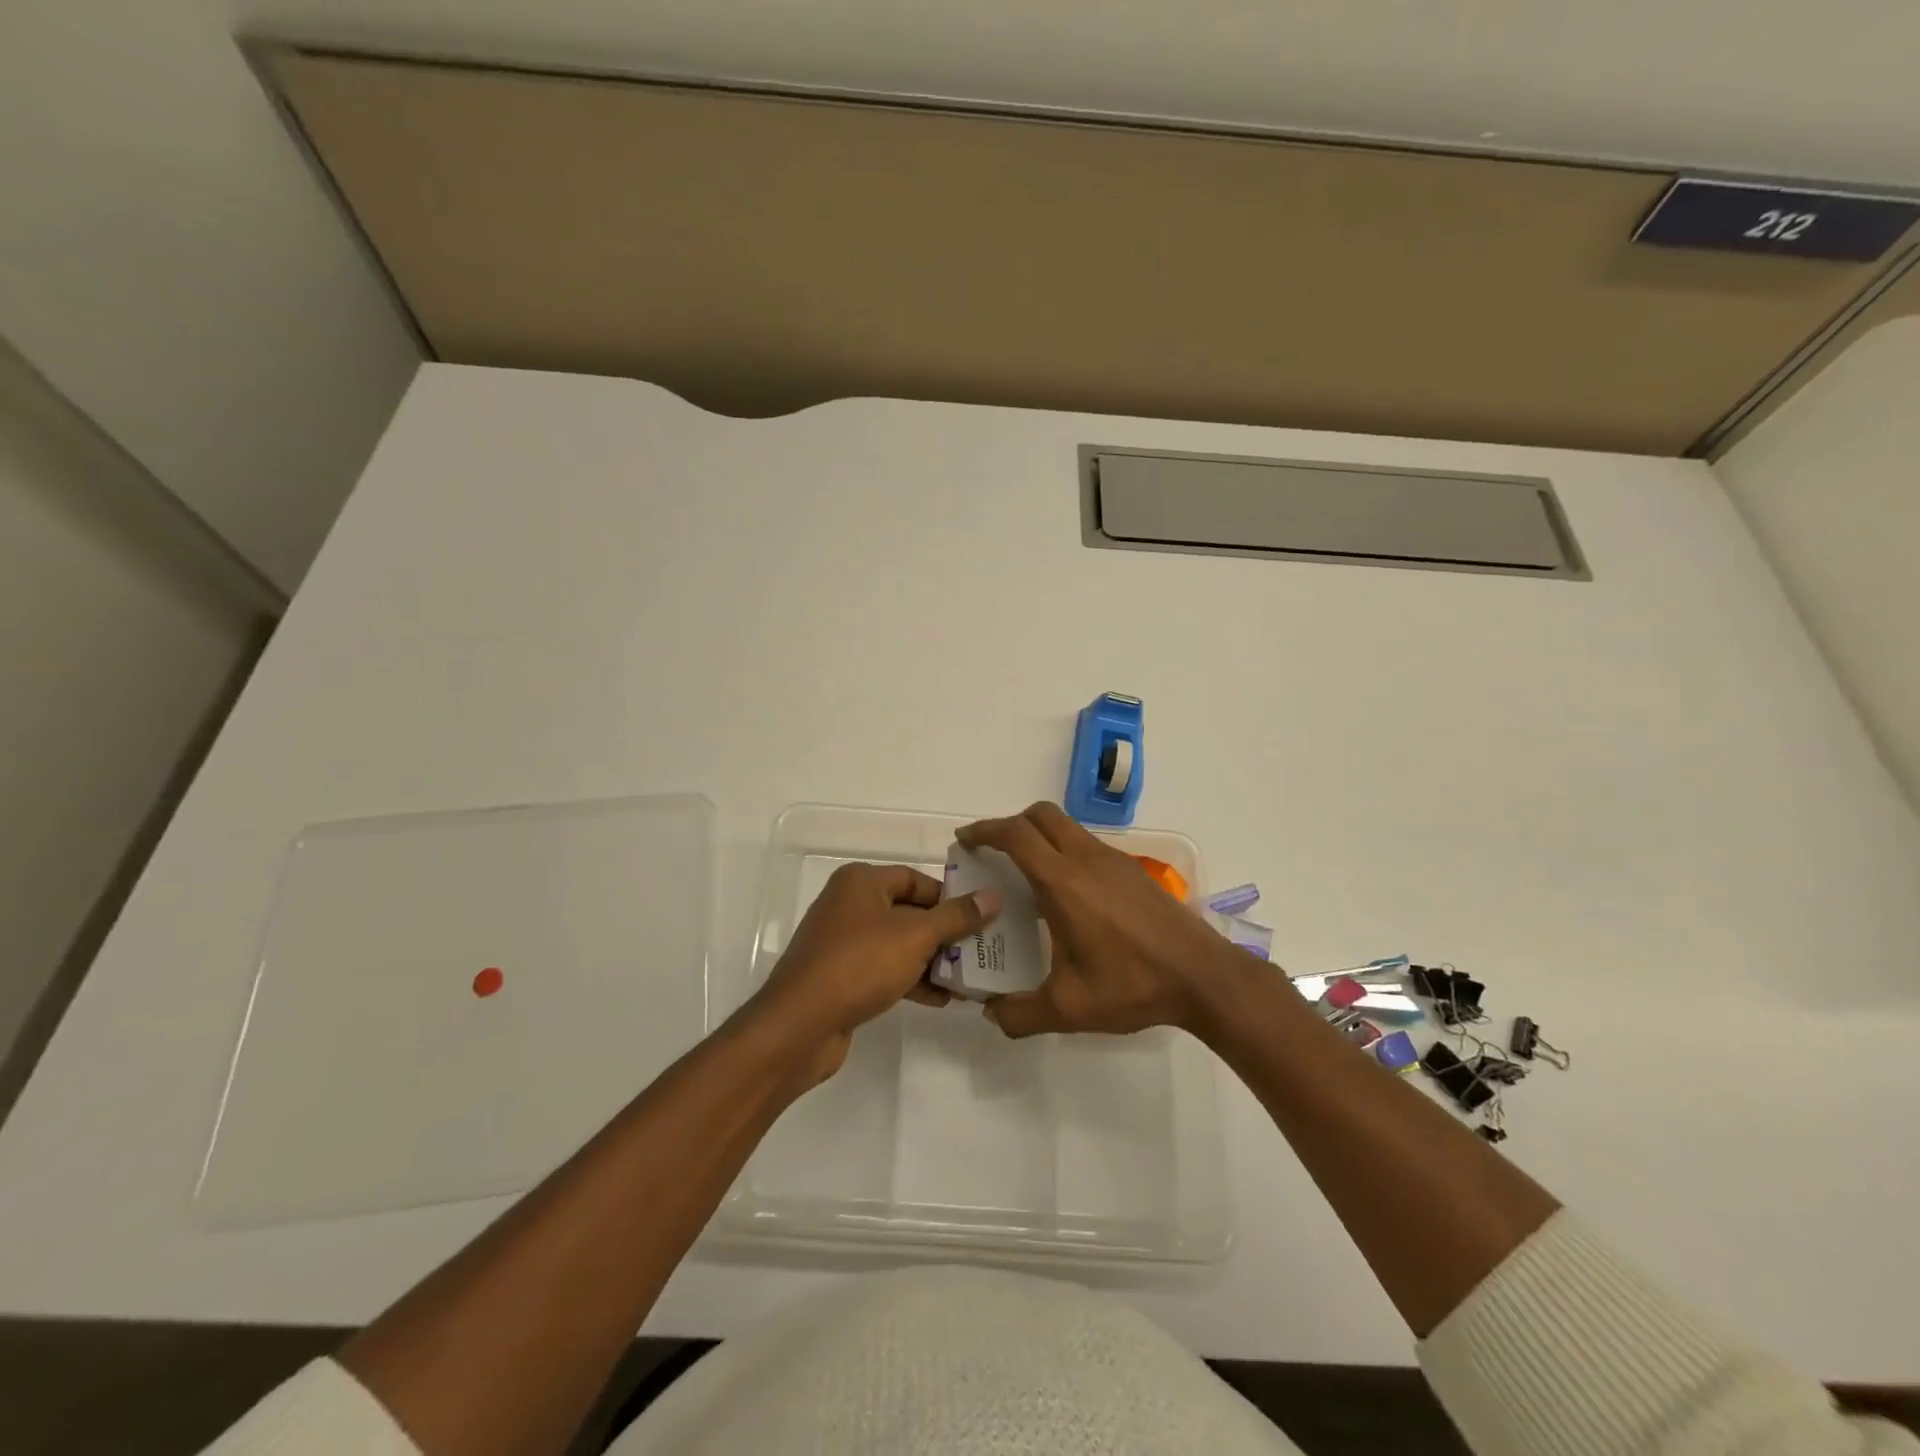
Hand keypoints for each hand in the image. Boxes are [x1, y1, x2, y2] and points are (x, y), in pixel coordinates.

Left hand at [745, 863, 999, 1085]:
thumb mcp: (915, 936)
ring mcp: (843, 942)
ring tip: (968, 979)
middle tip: (981, 950)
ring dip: (932, 960)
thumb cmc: (859, 964)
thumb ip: (956, 916)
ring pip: (898, 943)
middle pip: (909, 911)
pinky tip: (941, 1000)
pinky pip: (884, 969)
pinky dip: (911, 979)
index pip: (915, 879)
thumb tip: (992, 896)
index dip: (949, 896)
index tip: (980, 917)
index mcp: (861, 882)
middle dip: (944, 933)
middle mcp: (849, 904)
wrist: (800, 1025)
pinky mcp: (841, 976)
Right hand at [958, 802, 1239, 1038]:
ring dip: (1040, 836)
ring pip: (1067, 826)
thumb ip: (1019, 1014)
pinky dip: (1065, 850)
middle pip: (1040, 815)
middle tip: (993, 852)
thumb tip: (990, 1012)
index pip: (1015, 835)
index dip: (984, 831)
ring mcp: (1113, 860)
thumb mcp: (1068, 1009)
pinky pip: (1087, 843)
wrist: (1203, 976)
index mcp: (1062, 882)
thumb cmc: (1132, 985)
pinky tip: (1068, 893)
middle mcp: (1085, 859)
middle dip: (1010, 824)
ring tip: (1027, 873)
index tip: (965, 841)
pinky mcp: (1133, 869)